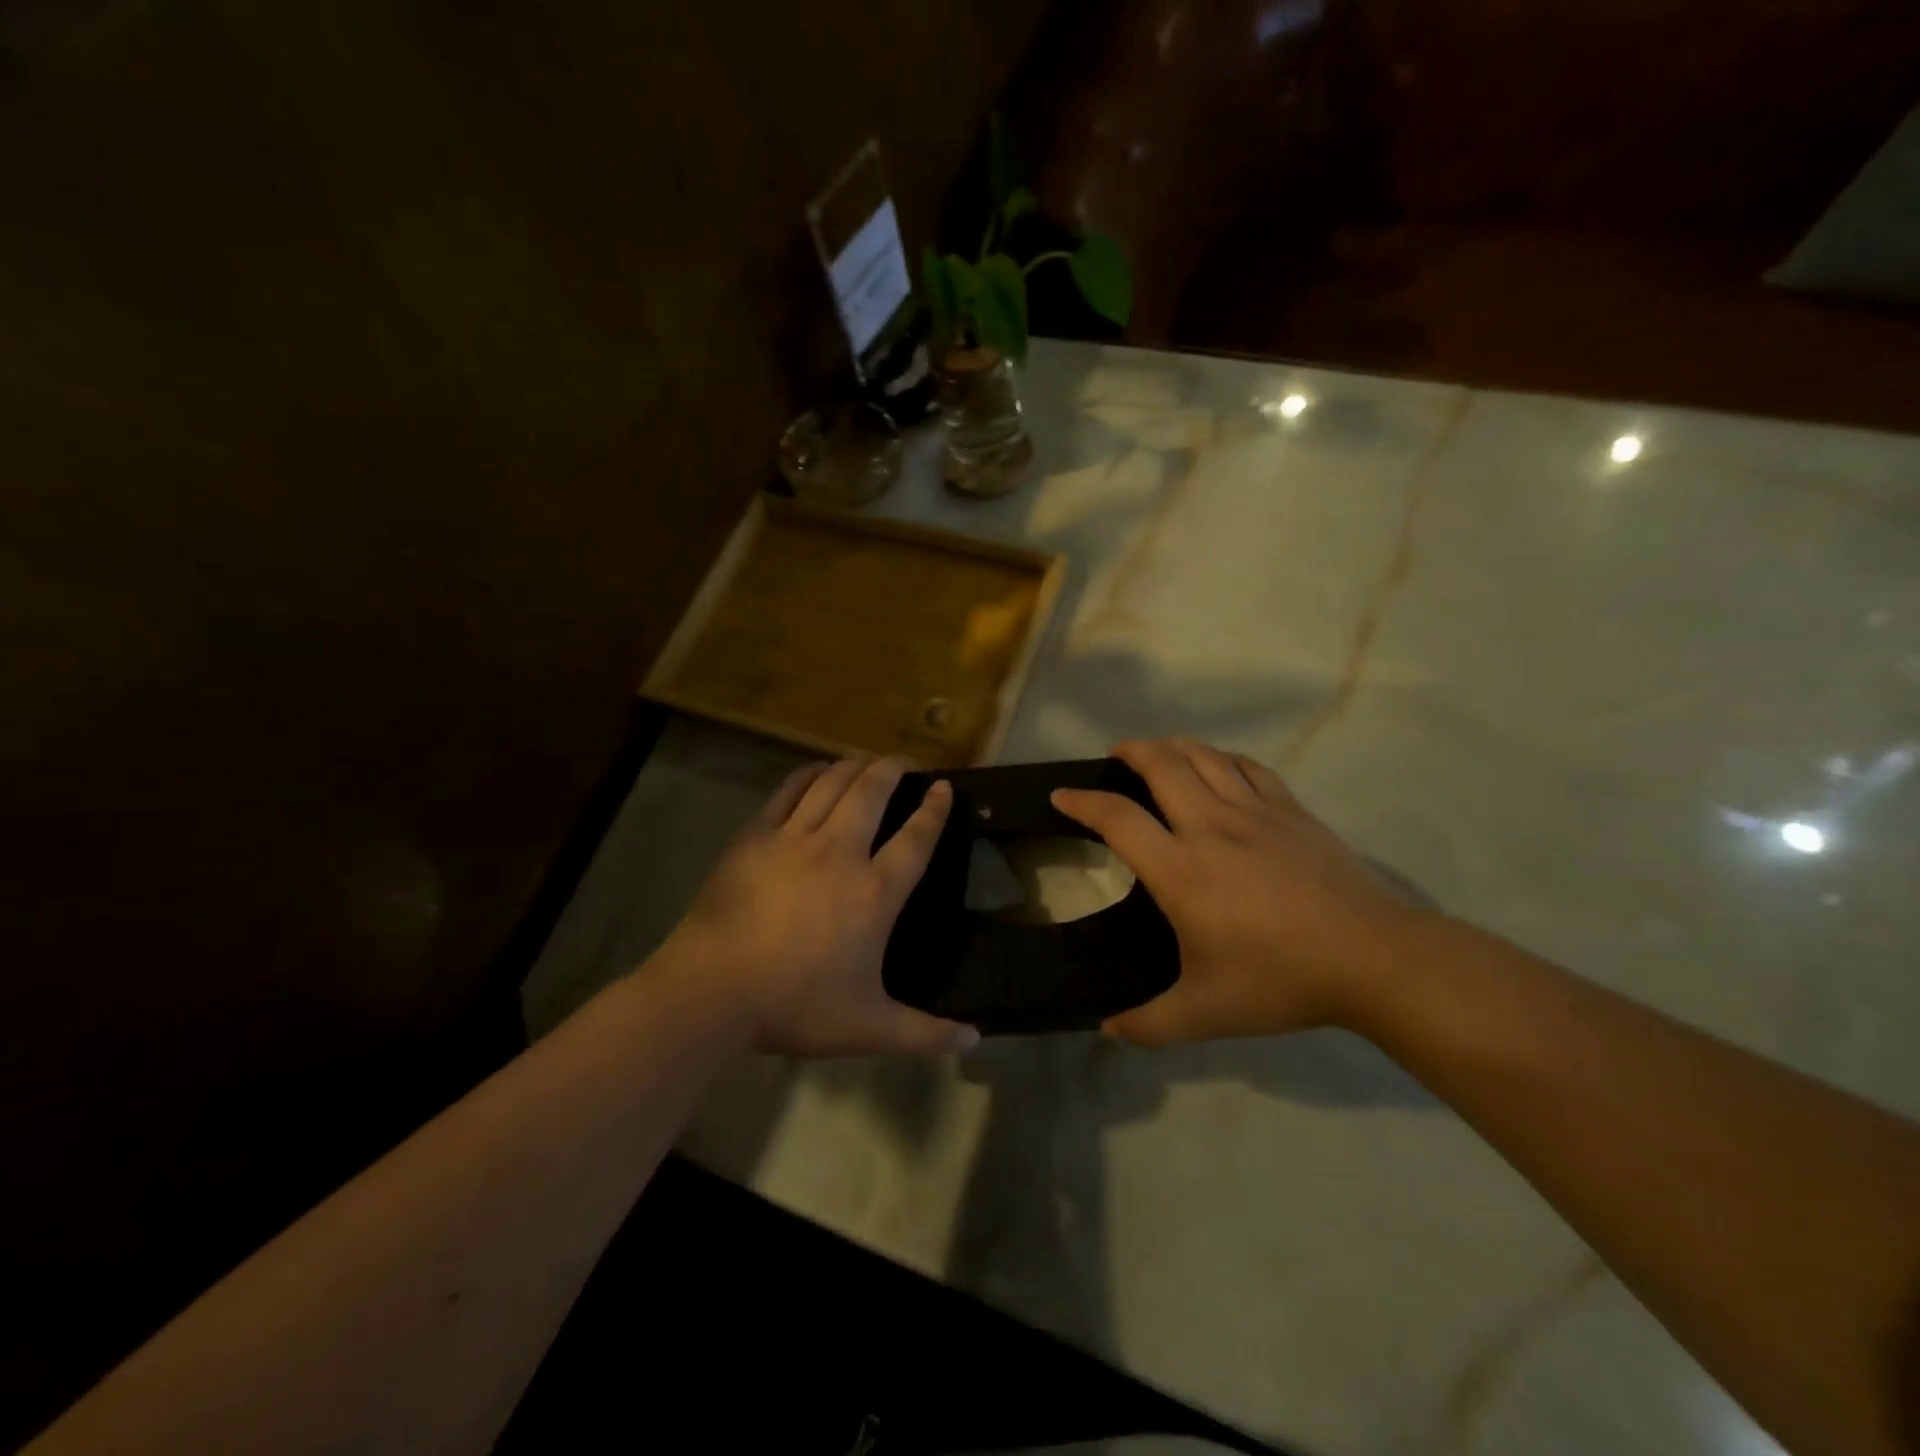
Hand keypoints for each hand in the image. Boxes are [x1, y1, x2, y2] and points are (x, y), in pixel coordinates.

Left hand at [662, 756, 979, 1057]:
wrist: (712, 992)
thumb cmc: (795, 1006)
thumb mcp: (868, 1027)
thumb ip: (924, 1033)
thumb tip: (974, 1040)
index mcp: (874, 893)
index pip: (916, 838)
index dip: (935, 810)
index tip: (944, 787)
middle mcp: (840, 853)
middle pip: (873, 792)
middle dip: (894, 769)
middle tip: (905, 763)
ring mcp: (794, 839)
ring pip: (832, 783)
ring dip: (854, 766)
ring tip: (866, 762)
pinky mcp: (755, 836)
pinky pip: (788, 791)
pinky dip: (808, 775)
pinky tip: (817, 771)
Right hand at [1053, 738, 1432, 1044]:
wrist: (1373, 959)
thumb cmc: (1280, 980)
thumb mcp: (1206, 1013)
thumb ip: (1149, 1023)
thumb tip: (1107, 1028)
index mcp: (1181, 870)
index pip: (1117, 818)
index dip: (1082, 801)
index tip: (1061, 793)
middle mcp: (1211, 827)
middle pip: (1161, 765)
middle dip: (1130, 752)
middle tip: (1115, 758)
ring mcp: (1255, 812)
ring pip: (1204, 756)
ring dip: (1172, 747)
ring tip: (1158, 753)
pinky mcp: (1291, 811)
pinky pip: (1248, 767)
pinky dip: (1222, 758)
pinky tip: (1218, 767)